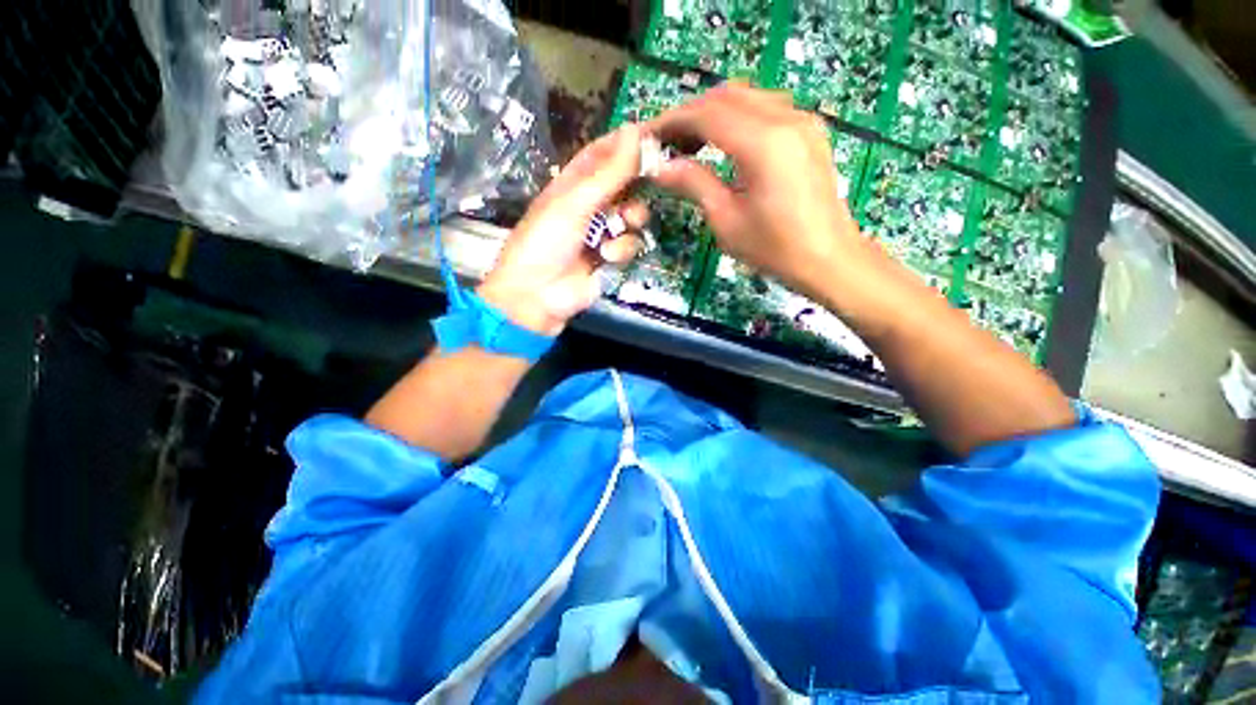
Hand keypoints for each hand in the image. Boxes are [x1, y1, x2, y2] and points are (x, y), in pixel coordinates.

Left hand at [479, 124, 647, 335]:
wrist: (537, 295)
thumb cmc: (546, 242)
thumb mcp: (574, 203)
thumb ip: (608, 174)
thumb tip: (633, 131)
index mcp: (573, 184)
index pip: (602, 154)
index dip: (625, 144)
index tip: (654, 136)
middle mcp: (590, 205)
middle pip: (624, 185)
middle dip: (637, 185)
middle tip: (654, 179)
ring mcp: (602, 233)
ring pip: (633, 216)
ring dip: (632, 219)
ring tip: (623, 224)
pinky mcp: (611, 259)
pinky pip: (629, 245)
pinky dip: (621, 249)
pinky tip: (606, 256)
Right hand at [646, 84, 872, 296]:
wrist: (828, 258)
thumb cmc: (774, 248)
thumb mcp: (726, 220)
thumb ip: (694, 184)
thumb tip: (660, 168)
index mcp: (764, 144)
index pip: (708, 113)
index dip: (673, 120)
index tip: (649, 135)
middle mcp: (786, 118)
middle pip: (726, 95)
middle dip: (690, 113)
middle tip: (666, 141)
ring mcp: (802, 120)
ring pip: (747, 96)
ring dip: (713, 112)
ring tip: (689, 142)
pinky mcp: (809, 130)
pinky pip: (766, 107)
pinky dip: (738, 116)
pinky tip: (724, 141)